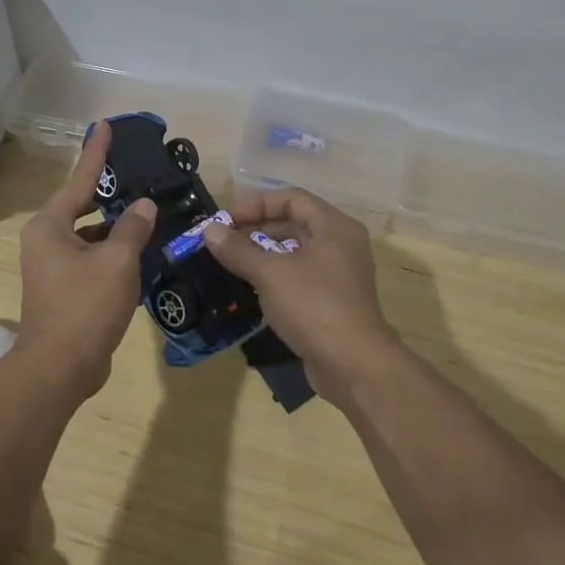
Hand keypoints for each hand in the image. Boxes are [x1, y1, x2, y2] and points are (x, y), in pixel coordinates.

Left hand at [16, 120, 157, 397]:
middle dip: (108, 190)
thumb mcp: (117, 261)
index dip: (96, 152)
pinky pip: (92, 257)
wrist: (59, 369)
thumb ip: (133, 227)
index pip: (80, 179)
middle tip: (135, 171)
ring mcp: (52, 266)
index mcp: (50, 226)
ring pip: (89, 234)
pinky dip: (113, 251)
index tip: (105, 125)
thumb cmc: (84, 307)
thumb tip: (144, 205)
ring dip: (115, 226)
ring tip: (147, 210)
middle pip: (82, 205)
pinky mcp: (64, 289)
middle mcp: (46, 240)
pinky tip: (141, 250)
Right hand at [203, 186, 402, 397]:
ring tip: (232, 262)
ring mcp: (340, 273)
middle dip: (257, 228)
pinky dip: (276, 275)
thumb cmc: (314, 306)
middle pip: (294, 222)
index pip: (291, 198)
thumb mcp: (270, 274)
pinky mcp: (334, 300)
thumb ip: (238, 249)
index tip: (226, 220)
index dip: (256, 204)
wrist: (354, 366)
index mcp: (334, 226)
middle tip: (224, 241)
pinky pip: (301, 275)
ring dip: (264, 253)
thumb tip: (209, 230)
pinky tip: (252, 287)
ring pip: (296, 251)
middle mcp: (341, 243)